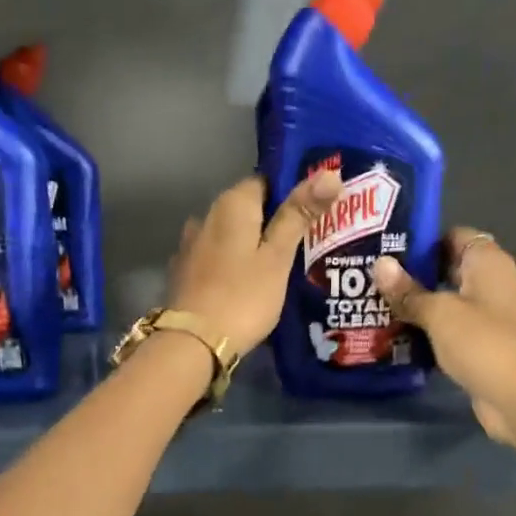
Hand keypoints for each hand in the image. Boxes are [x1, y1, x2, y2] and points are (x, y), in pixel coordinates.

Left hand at [167, 171, 342, 355]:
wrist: (193, 343)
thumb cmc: (243, 296)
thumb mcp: (278, 257)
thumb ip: (300, 214)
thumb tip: (330, 172)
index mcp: (232, 204)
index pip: (266, 181)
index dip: (292, 194)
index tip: (315, 213)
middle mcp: (206, 215)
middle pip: (248, 209)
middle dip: (273, 221)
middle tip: (307, 243)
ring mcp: (191, 245)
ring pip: (231, 235)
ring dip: (251, 244)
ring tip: (280, 266)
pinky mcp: (185, 272)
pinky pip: (217, 257)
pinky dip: (233, 264)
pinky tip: (248, 283)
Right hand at [373, 230, 515, 443]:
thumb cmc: (485, 343)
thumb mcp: (440, 313)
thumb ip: (409, 291)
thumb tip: (379, 264)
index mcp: (487, 262)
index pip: (451, 235)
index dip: (420, 239)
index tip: (383, 246)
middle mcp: (490, 284)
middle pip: (445, 269)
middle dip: (410, 275)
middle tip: (368, 278)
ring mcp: (487, 318)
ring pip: (444, 303)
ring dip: (415, 307)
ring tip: (371, 305)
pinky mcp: (481, 348)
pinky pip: (447, 332)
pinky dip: (425, 334)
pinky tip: (392, 338)